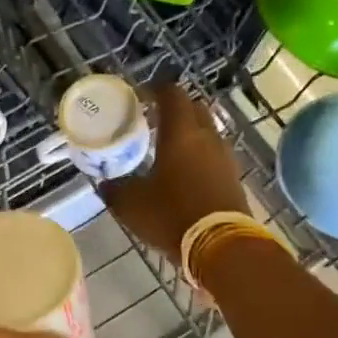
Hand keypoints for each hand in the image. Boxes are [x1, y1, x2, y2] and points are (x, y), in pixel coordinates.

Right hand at [100, 83, 249, 262]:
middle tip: (153, 119)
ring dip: (189, 133)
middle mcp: (207, 137)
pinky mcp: (233, 178)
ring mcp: (225, 157)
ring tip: (167, 147)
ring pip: (206, 132)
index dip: (155, 90)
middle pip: (194, 108)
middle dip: (175, 109)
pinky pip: (214, 155)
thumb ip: (115, 188)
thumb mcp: (131, 204)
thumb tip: (104, 184)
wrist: (221, 246)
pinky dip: (199, 155)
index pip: (171, 94)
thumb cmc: (171, 215)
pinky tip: (183, 172)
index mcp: (180, 133)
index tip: (140, 96)